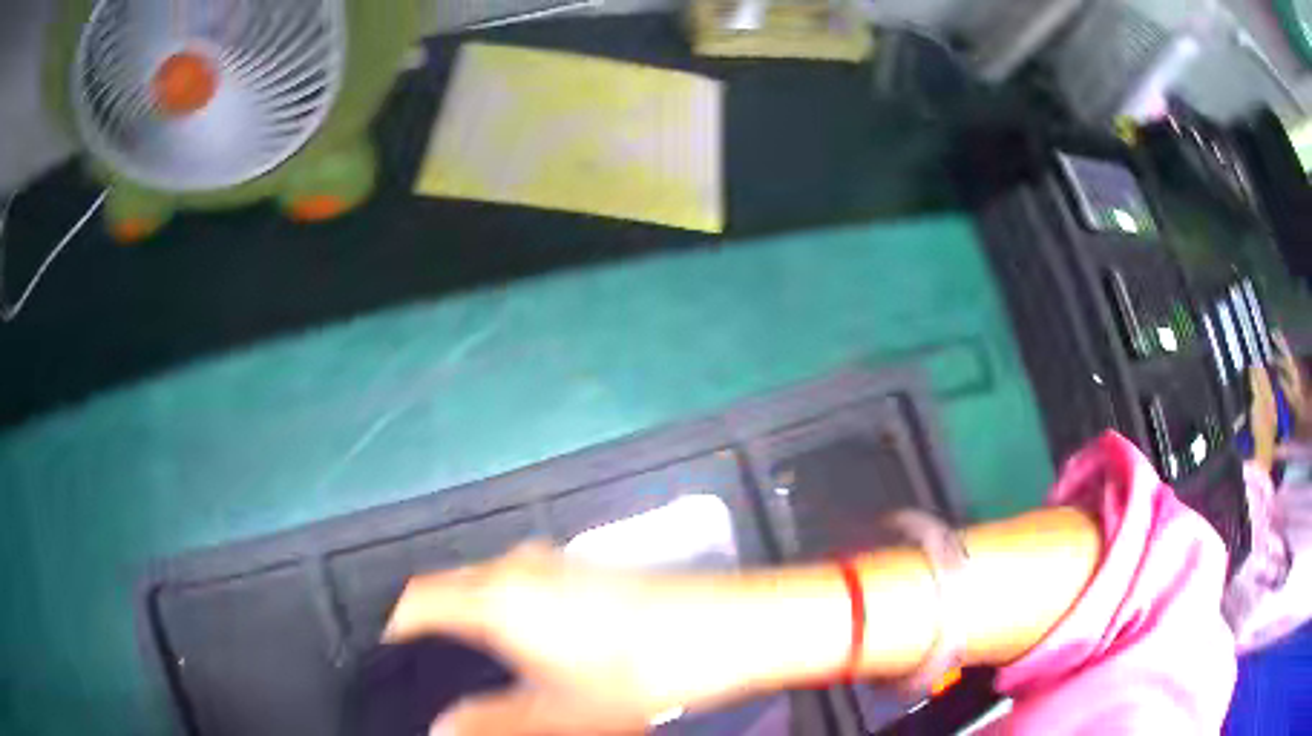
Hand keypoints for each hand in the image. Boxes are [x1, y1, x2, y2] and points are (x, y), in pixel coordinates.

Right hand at [383, 544, 760, 735]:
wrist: (726, 629)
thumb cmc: (636, 674)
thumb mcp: (558, 714)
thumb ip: (492, 723)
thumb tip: (439, 729)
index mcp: (497, 598)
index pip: (419, 601)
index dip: (396, 628)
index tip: (391, 663)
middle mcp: (517, 569)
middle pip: (448, 587)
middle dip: (429, 623)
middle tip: (427, 669)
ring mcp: (554, 564)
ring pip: (485, 583)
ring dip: (467, 614)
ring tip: (470, 662)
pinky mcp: (585, 570)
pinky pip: (519, 583)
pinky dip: (502, 607)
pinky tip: (524, 642)